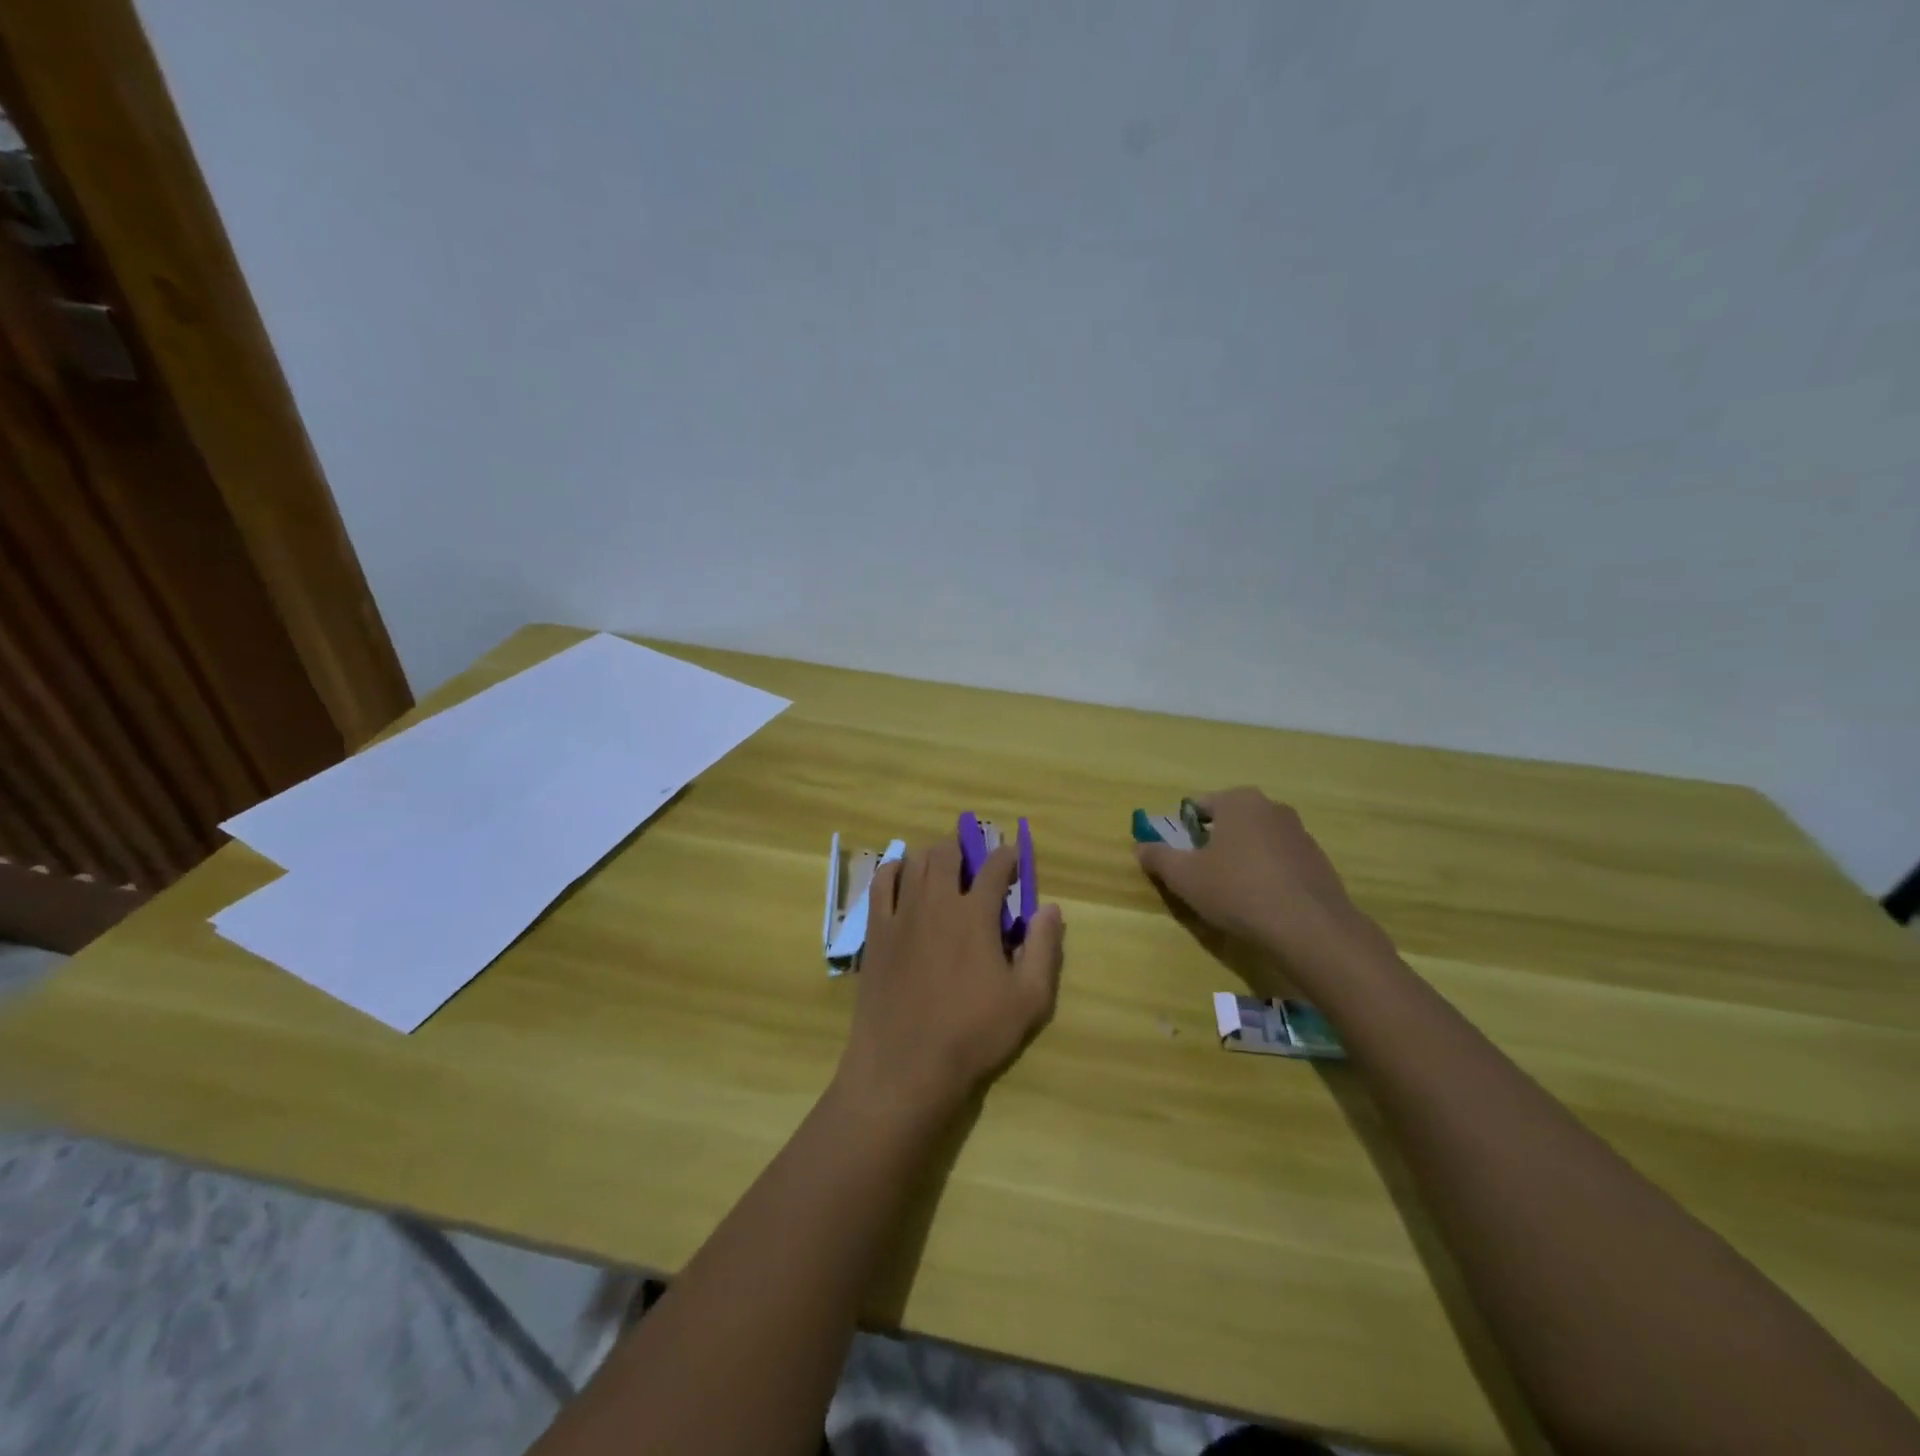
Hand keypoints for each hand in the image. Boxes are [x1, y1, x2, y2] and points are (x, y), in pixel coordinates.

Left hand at [837, 838, 1064, 1128]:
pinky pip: (880, 884)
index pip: (994, 867)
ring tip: (943, 866)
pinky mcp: (876, 932)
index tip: (1014, 858)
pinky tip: (902, 875)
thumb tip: (1050, 908)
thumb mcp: (1028, 1000)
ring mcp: (901, 914)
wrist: (906, 1067)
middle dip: (966, 847)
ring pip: (915, 862)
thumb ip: (1043, 948)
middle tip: (976, 859)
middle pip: (948, 853)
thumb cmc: (973, 1035)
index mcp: (975, 915)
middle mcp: (936, 902)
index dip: (1007, 856)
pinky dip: (894, 870)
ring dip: (933, 855)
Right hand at [1134, 787, 1384, 979]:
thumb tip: (1141, 847)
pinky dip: (1267, 876)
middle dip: (1213, 845)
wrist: (1310, 928)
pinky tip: (1262, 905)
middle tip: (1202, 878)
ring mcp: (1300, 833)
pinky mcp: (1318, 861)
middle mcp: (1271, 807)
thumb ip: (1158, 857)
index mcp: (1238, 801)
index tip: (1180, 860)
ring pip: (1256, 842)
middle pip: (1229, 822)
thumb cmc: (1238, 891)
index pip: (1198, 807)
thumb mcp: (1184, 877)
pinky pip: (1280, 862)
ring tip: (1233, 896)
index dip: (1182, 832)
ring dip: (1241, 860)